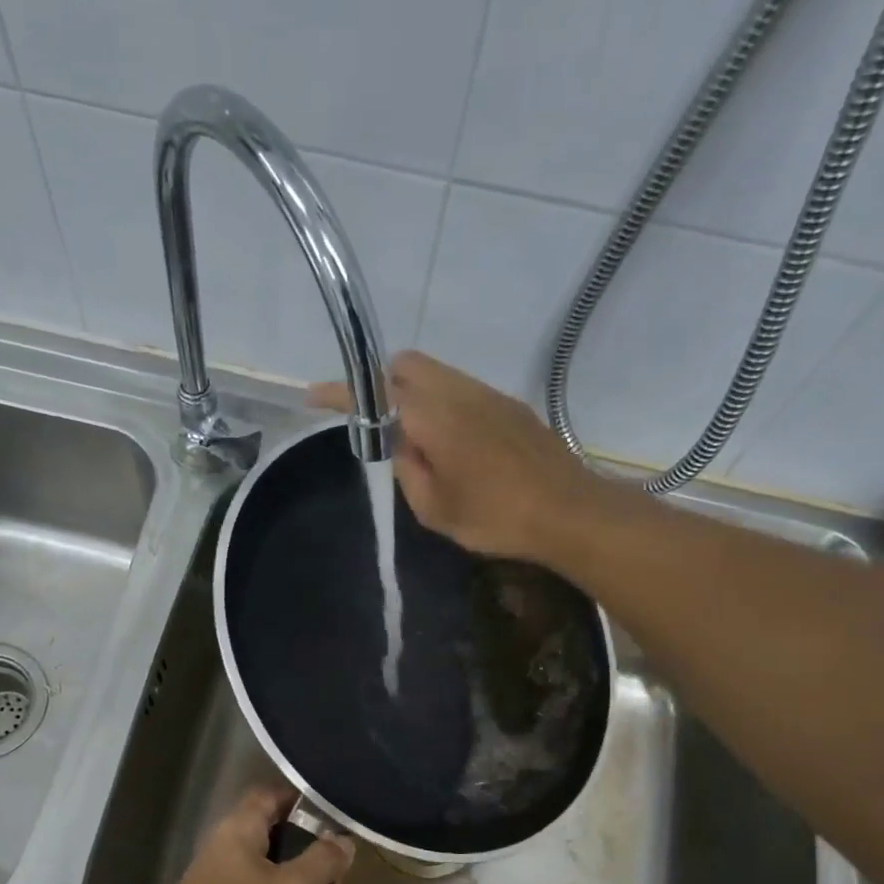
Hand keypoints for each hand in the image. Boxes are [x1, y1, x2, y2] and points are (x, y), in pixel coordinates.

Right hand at [308, 351, 610, 562]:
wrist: (569, 512)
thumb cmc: (496, 518)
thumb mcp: (435, 509)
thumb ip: (408, 469)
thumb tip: (401, 444)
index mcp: (434, 418)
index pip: (376, 393)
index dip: (341, 393)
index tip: (314, 396)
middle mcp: (459, 392)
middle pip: (407, 365)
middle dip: (382, 384)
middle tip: (378, 427)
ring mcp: (489, 395)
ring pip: (438, 373)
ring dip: (415, 395)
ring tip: (419, 442)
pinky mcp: (510, 405)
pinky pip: (462, 388)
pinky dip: (442, 403)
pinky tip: (453, 444)